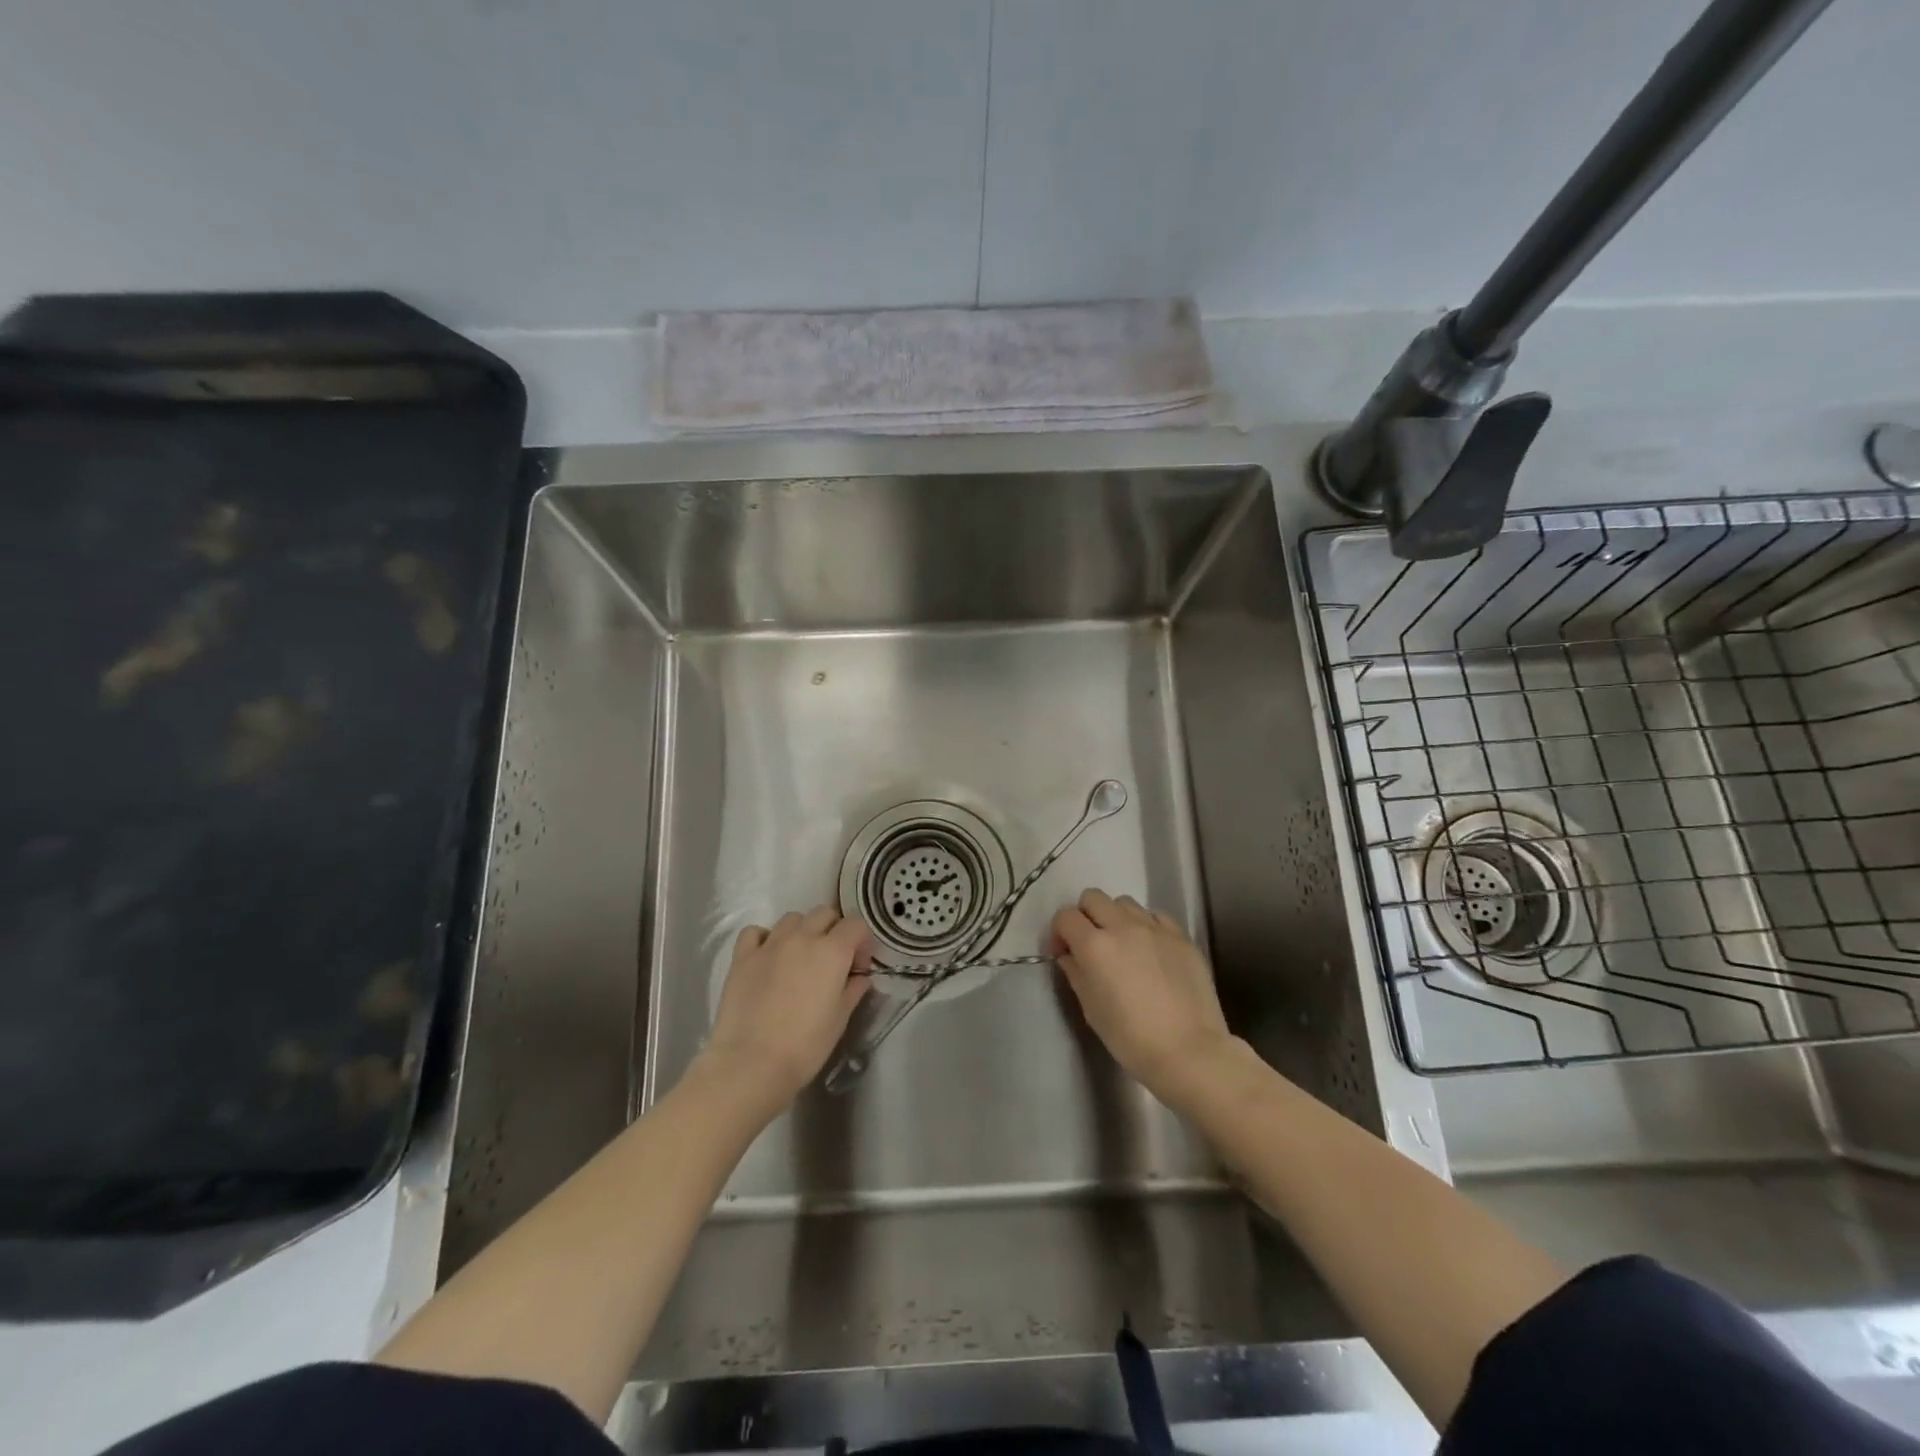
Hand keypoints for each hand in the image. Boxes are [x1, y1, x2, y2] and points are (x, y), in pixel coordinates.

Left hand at [703, 905, 871, 1104]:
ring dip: (802, 931)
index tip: (858, 966)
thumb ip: (853, 991)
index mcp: (832, 951)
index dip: (862, 942)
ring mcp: (770, 944)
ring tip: (799, 958)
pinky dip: (765, 938)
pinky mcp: (742, 957)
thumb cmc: (805, 1046)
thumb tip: (860, 977)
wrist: (751, 1064)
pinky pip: (756, 932)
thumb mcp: (840, 1020)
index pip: (856, 925)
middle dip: (833, 930)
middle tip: (831, 960)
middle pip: (824, 913)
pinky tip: (767, 958)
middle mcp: (803, 938)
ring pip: (792, 918)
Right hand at [1051, 889, 1233, 1102]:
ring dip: (1115, 917)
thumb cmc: (1131, 1038)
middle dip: (1084, 916)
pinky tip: (1150, 950)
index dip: (1059, 932)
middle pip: (1093, 897)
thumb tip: (1069, 956)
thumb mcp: (1091, 1009)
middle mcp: (1123, 926)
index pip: (1065, 917)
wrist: (1189, 1052)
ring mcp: (1155, 928)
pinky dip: (1145, 925)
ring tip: (1123, 946)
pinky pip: (1155, 916)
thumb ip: (1076, 973)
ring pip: (1124, 902)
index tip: (1063, 953)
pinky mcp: (1181, 936)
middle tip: (1090, 945)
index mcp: (1094, 945)